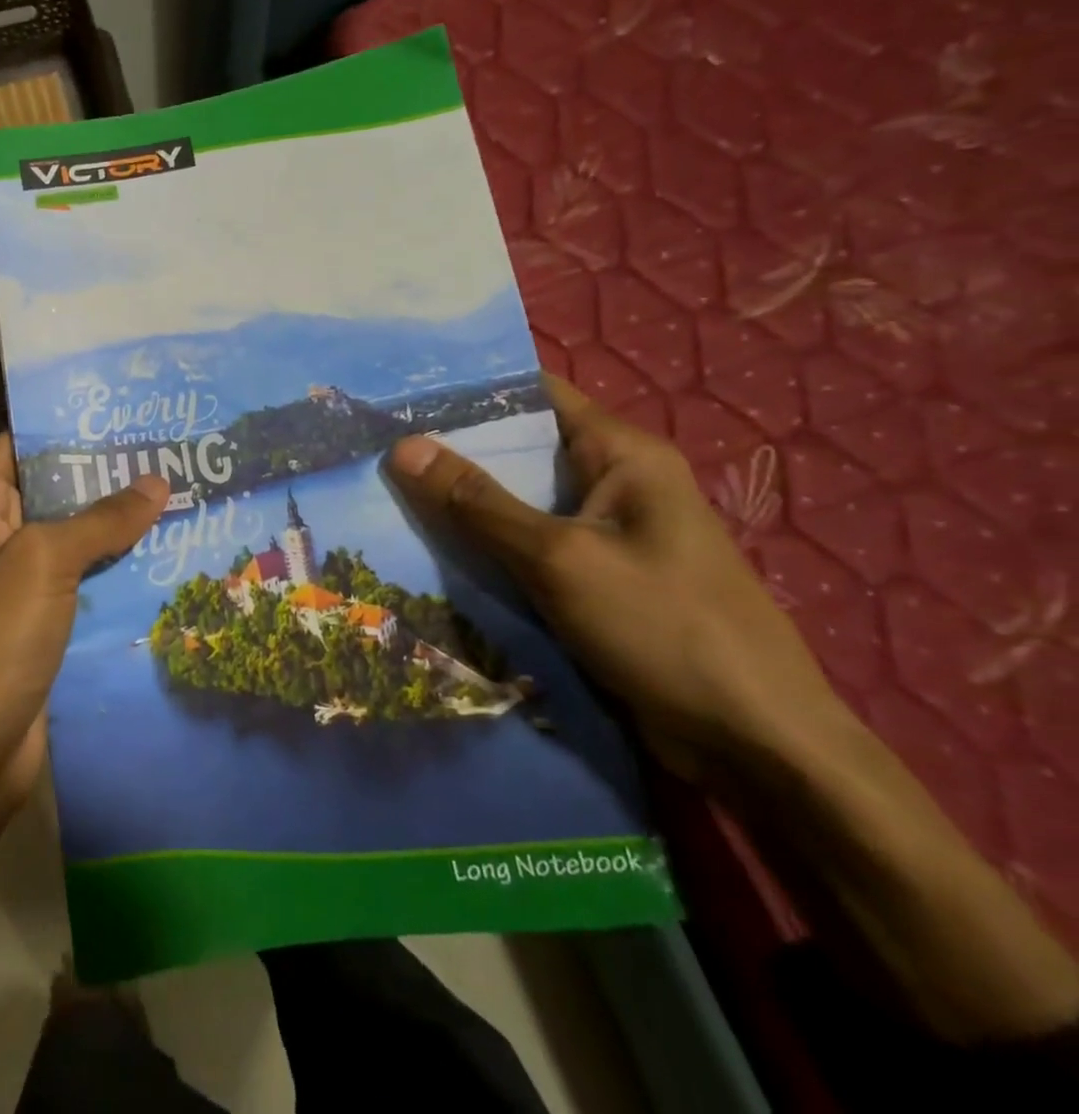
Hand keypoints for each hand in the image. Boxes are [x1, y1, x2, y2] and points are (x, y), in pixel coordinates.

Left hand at [0, 437, 165, 991]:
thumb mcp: (42, 562)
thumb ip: (101, 519)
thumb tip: (157, 481)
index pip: (23, 445)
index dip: (70, 425)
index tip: (129, 410)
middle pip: (57, 491)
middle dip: (109, 475)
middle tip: (174, 450)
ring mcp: (22, 584)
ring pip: (78, 539)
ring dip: (123, 524)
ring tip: (187, 494)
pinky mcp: (47, 625)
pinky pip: (89, 583)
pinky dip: (123, 570)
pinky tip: (173, 555)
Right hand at [390, 375, 1078, 1043]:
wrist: (758, 746)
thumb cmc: (665, 629)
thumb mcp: (559, 558)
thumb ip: (478, 503)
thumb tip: (403, 446)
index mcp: (623, 454)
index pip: (537, 395)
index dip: (471, 390)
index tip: (402, 394)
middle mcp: (616, 483)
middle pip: (522, 450)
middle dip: (454, 450)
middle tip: (378, 448)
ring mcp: (608, 534)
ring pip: (520, 503)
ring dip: (465, 503)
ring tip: (387, 494)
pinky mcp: (598, 579)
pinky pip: (530, 547)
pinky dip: (487, 546)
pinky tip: (433, 550)